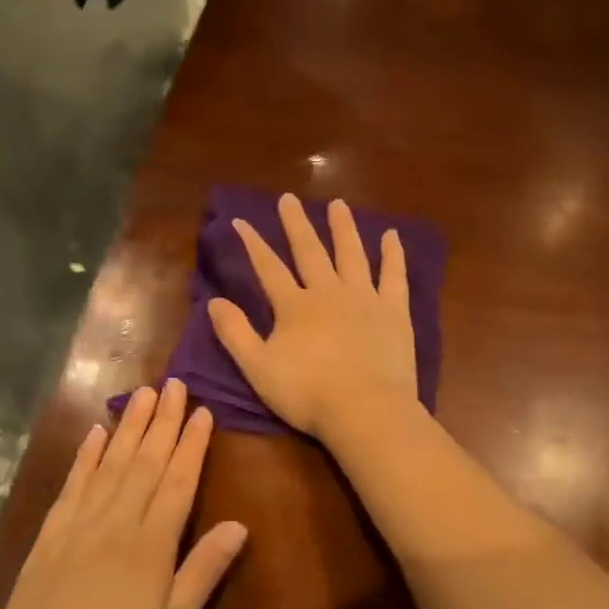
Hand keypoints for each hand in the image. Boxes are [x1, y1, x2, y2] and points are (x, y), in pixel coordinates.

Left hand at [0, 379, 245, 608]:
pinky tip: (95, 433)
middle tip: (174, 383)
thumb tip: (239, 525)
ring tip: (142, 394)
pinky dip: (86, 455)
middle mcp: (117, 521)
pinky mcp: (51, 533)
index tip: (204, 411)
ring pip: (110, 463)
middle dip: (162, 420)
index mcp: (151, 543)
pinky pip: (73, 483)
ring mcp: (79, 523)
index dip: (193, 444)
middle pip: (145, 461)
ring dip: (128, 426)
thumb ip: (204, 571)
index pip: (178, 481)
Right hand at [209, 194, 419, 440]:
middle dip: (296, 224)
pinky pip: (394, 276)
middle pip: (310, 251)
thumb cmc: (307, 394)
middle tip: (289, 198)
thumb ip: (235, 333)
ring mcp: (364, 299)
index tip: (241, 220)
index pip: (268, 268)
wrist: (366, 410)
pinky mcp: (394, 312)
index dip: (253, 243)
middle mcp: (328, 292)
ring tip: (338, 204)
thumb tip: (213, 301)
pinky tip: (392, 236)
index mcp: (294, 306)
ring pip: (352, 254)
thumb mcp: (258, 368)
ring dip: (343, 228)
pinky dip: (393, 255)